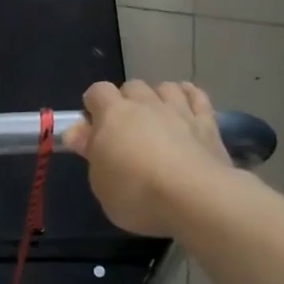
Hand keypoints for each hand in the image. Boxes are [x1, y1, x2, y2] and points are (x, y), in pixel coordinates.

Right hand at [63, 80, 232, 235]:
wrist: (194, 197)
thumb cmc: (137, 193)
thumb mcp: (100, 182)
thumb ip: (90, 152)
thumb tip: (76, 131)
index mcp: (114, 115)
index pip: (98, 91)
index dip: (93, 105)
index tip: (93, 126)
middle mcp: (146, 104)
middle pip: (132, 86)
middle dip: (126, 101)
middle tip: (126, 128)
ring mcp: (179, 110)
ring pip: (166, 87)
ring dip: (158, 97)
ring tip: (157, 117)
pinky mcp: (207, 123)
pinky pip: (197, 97)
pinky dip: (190, 96)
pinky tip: (187, 105)